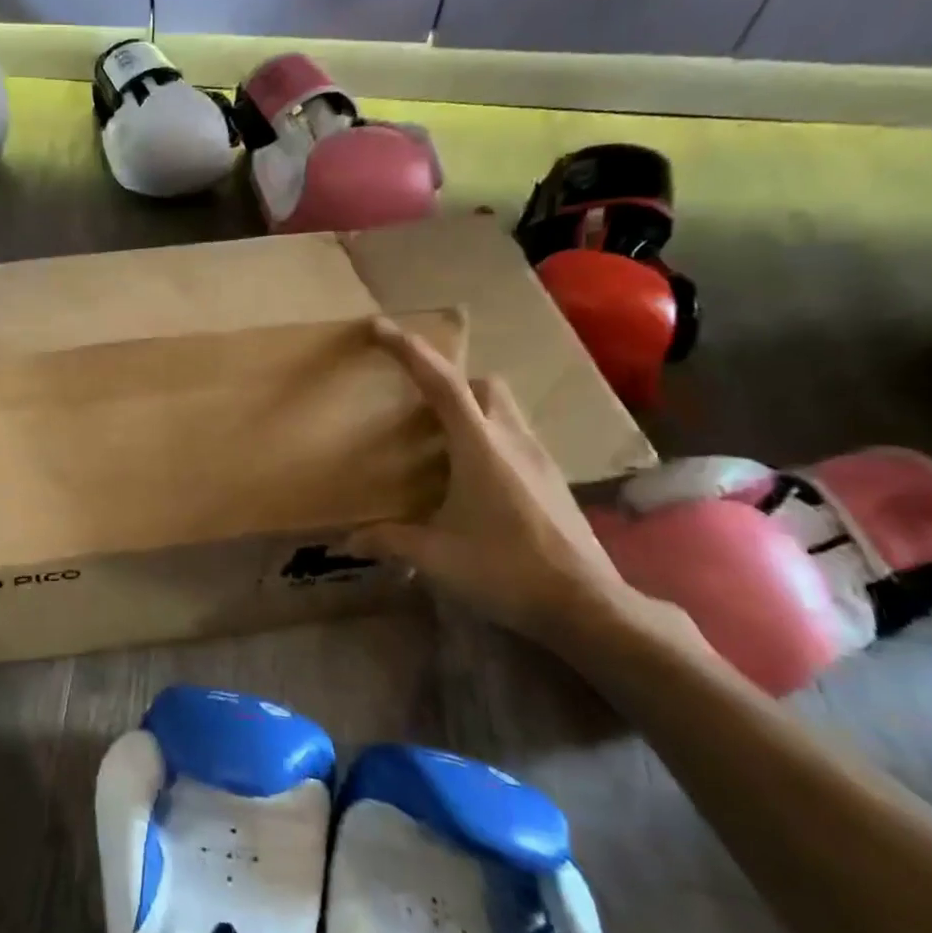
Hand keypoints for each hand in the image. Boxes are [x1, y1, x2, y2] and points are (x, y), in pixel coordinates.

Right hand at [347, 317, 640, 650]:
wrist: (585, 604)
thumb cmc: (504, 569)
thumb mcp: (435, 556)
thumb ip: (388, 541)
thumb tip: (345, 541)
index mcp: (478, 447)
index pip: (442, 383)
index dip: (410, 351)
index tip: (380, 328)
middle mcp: (511, 439)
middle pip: (481, 384)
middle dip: (447, 380)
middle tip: (416, 404)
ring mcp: (538, 457)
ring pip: (502, 407)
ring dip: (471, 407)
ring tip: (440, 440)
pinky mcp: (551, 478)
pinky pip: (514, 434)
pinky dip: (488, 434)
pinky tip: (473, 476)